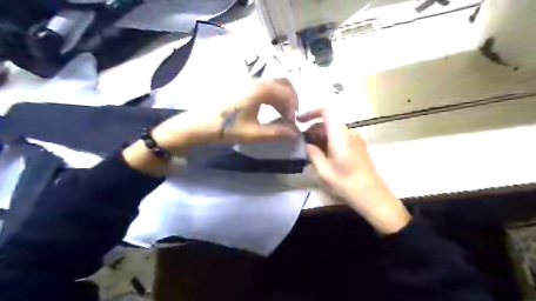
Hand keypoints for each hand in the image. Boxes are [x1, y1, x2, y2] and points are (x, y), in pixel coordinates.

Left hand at [153, 79, 299, 153]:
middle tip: (291, 115)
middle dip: (291, 98)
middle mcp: (256, 81)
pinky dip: (272, 96)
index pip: (287, 94)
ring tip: (282, 114)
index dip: (294, 108)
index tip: (294, 123)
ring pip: (273, 84)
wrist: (198, 125)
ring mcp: (248, 83)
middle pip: (282, 84)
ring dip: (282, 97)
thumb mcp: (254, 134)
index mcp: (260, 90)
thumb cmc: (226, 128)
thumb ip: (277, 132)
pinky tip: (270, 109)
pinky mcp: (242, 87)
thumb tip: (295, 133)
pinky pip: (264, 87)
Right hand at [298, 109, 410, 233]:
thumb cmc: (346, 184)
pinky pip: (341, 138)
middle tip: (303, 145)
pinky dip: (329, 142)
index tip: (300, 122)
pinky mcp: (358, 147)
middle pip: (328, 122)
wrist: (373, 196)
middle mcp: (349, 133)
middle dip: (313, 130)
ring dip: (320, 137)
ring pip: (334, 131)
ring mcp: (356, 140)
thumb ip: (313, 154)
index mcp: (340, 136)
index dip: (311, 112)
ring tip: (311, 153)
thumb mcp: (324, 171)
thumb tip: (307, 144)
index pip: (327, 111)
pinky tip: (324, 157)